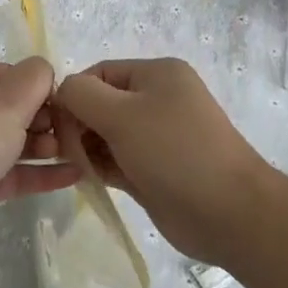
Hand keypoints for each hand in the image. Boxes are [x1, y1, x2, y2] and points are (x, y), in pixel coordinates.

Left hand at [0, 58, 82, 253]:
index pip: (10, 74)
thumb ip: (36, 77)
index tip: (69, 102)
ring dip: (48, 145)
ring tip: (78, 151)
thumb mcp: (10, 96)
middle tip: (75, 130)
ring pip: (16, 141)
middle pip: (14, 108)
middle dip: (47, 118)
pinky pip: (16, 173)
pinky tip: (76, 174)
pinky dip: (43, 172)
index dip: (40, 86)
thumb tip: (45, 74)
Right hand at [55, 57, 272, 266]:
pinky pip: (116, 160)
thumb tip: (62, 96)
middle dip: (78, 125)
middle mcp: (157, 99)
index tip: (57, 127)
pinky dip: (99, 167)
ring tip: (78, 168)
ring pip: (105, 135)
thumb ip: (80, 94)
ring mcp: (157, 136)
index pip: (98, 73)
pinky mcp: (154, 169)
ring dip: (86, 149)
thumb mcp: (120, 114)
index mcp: (156, 74)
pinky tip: (87, 179)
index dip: (73, 96)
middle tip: (66, 153)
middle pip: (99, 103)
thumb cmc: (173, 152)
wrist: (230, 213)